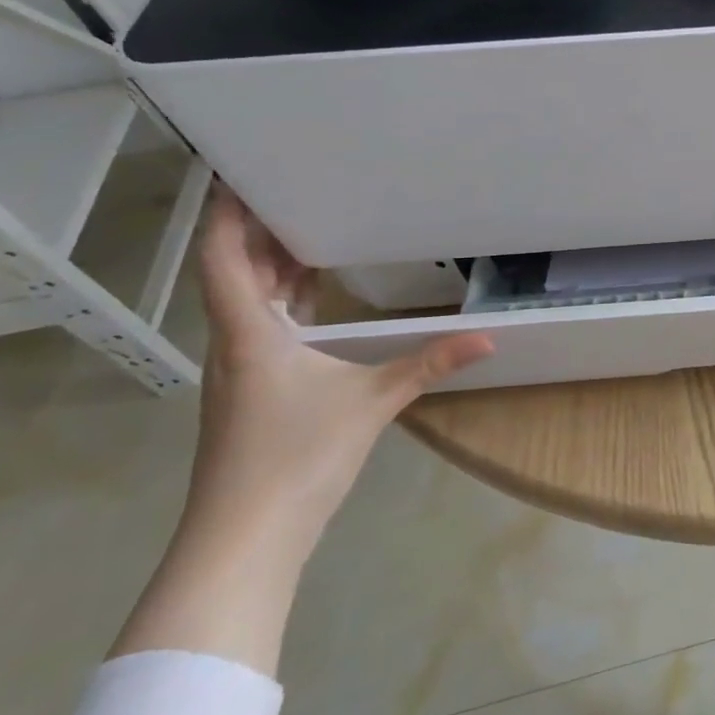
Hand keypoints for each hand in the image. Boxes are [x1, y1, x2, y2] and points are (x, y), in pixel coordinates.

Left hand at [189, 186, 493, 554]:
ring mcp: (237, 372)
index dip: (227, 213)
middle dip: (257, 230)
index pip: (225, 258)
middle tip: (295, 189)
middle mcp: (235, 344)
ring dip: (268, 266)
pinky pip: (260, 327)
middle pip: (233, 274)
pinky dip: (280, 301)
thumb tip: (489, 338)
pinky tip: (311, 301)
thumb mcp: (372, 403)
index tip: (240, 172)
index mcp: (251, 334)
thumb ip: (429, 363)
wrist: (243, 542)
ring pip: (245, 302)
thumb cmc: (296, 458)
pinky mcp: (249, 395)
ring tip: (307, 230)